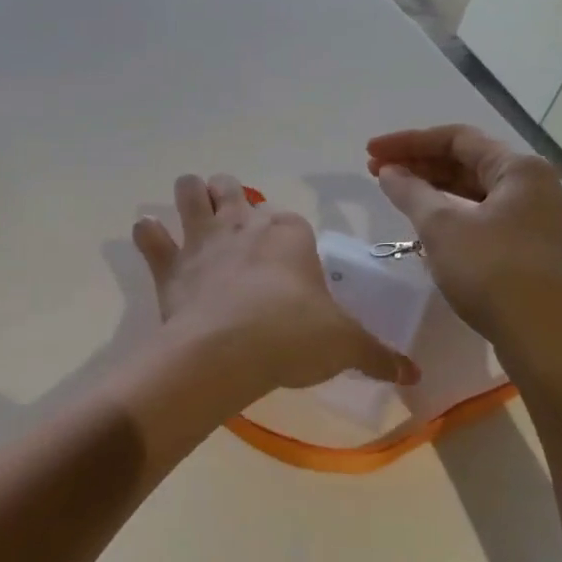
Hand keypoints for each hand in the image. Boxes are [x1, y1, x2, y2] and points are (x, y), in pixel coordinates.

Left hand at [133, 174, 418, 399]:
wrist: (229, 351)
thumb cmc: (294, 337)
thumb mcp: (345, 346)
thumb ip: (378, 355)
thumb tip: (413, 373)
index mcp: (288, 233)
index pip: (288, 219)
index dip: (286, 234)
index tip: (289, 261)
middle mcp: (242, 224)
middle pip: (231, 188)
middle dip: (230, 196)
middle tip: (233, 223)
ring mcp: (202, 239)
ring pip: (189, 190)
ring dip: (189, 196)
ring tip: (192, 213)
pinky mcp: (169, 263)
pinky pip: (149, 235)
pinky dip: (148, 235)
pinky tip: (150, 238)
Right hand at [367, 126, 561, 373]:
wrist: (551, 343)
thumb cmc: (495, 274)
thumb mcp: (443, 229)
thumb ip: (411, 193)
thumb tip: (389, 171)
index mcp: (521, 170)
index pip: (457, 138)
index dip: (408, 142)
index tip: (370, 152)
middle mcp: (537, 186)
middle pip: (469, 162)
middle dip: (420, 165)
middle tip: (377, 173)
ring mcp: (541, 220)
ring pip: (477, 192)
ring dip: (435, 191)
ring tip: (398, 197)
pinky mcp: (536, 250)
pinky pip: (487, 218)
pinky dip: (454, 215)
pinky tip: (429, 229)